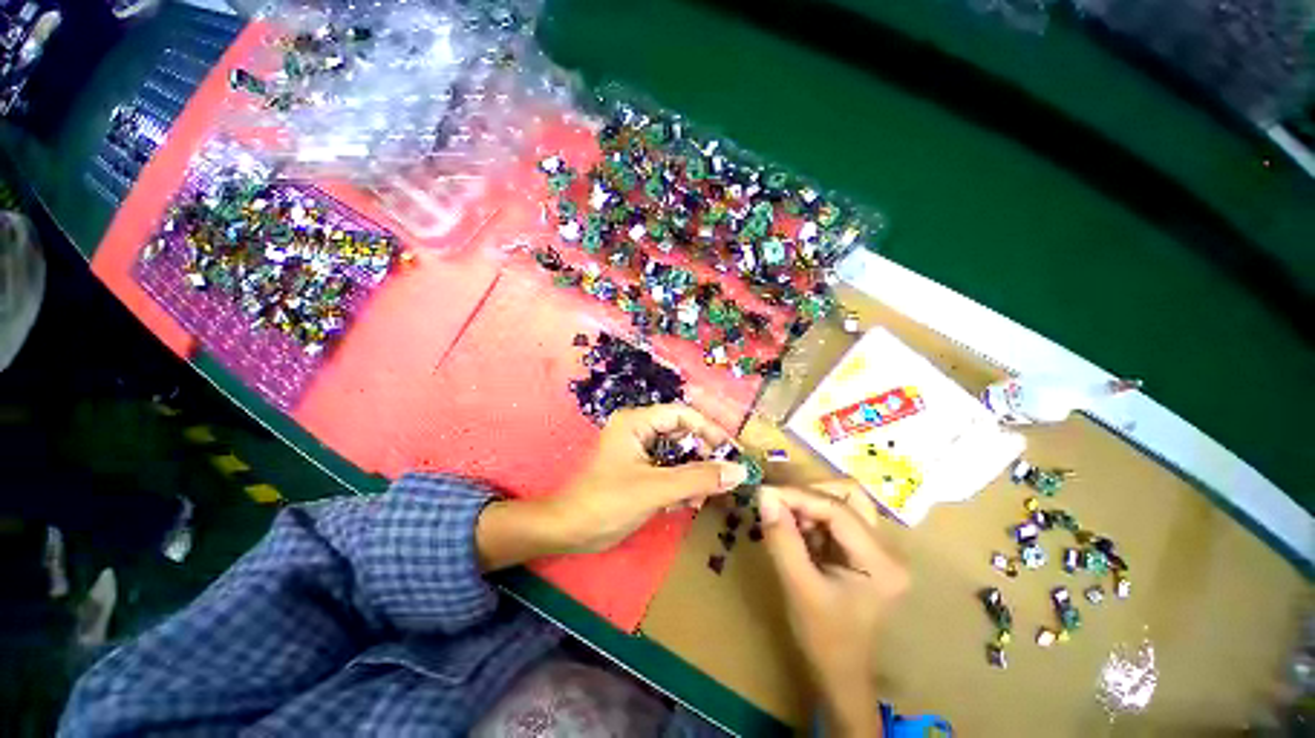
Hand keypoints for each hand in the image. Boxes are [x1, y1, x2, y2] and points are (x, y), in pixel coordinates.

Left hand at [476, 405, 747, 570]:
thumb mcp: (656, 488)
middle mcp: (639, 431)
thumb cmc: (607, 502)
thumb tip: (739, 471)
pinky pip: (669, 471)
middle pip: (682, 435)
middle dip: (703, 457)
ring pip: (678, 455)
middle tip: (724, 478)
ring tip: (703, 497)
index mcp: (637, 422)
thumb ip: (698, 479)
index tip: (732, 451)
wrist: (568, 532)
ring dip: (694, 475)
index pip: (683, 415)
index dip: (710, 430)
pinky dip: (681, 485)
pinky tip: (686, 504)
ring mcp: (639, 451)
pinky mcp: (639, 471)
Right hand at [758, 485, 907, 736]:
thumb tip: (764, 495)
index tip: (765, 493)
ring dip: (810, 504)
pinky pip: (836, 516)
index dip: (799, 495)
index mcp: (880, 562)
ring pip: (842, 501)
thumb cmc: (823, 638)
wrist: (840, 673)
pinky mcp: (863, 549)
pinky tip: (796, 532)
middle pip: (848, 495)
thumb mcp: (798, 587)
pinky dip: (812, 516)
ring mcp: (877, 547)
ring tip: (787, 520)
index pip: (838, 510)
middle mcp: (886, 548)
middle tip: (779, 506)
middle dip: (809, 495)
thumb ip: (782, 539)